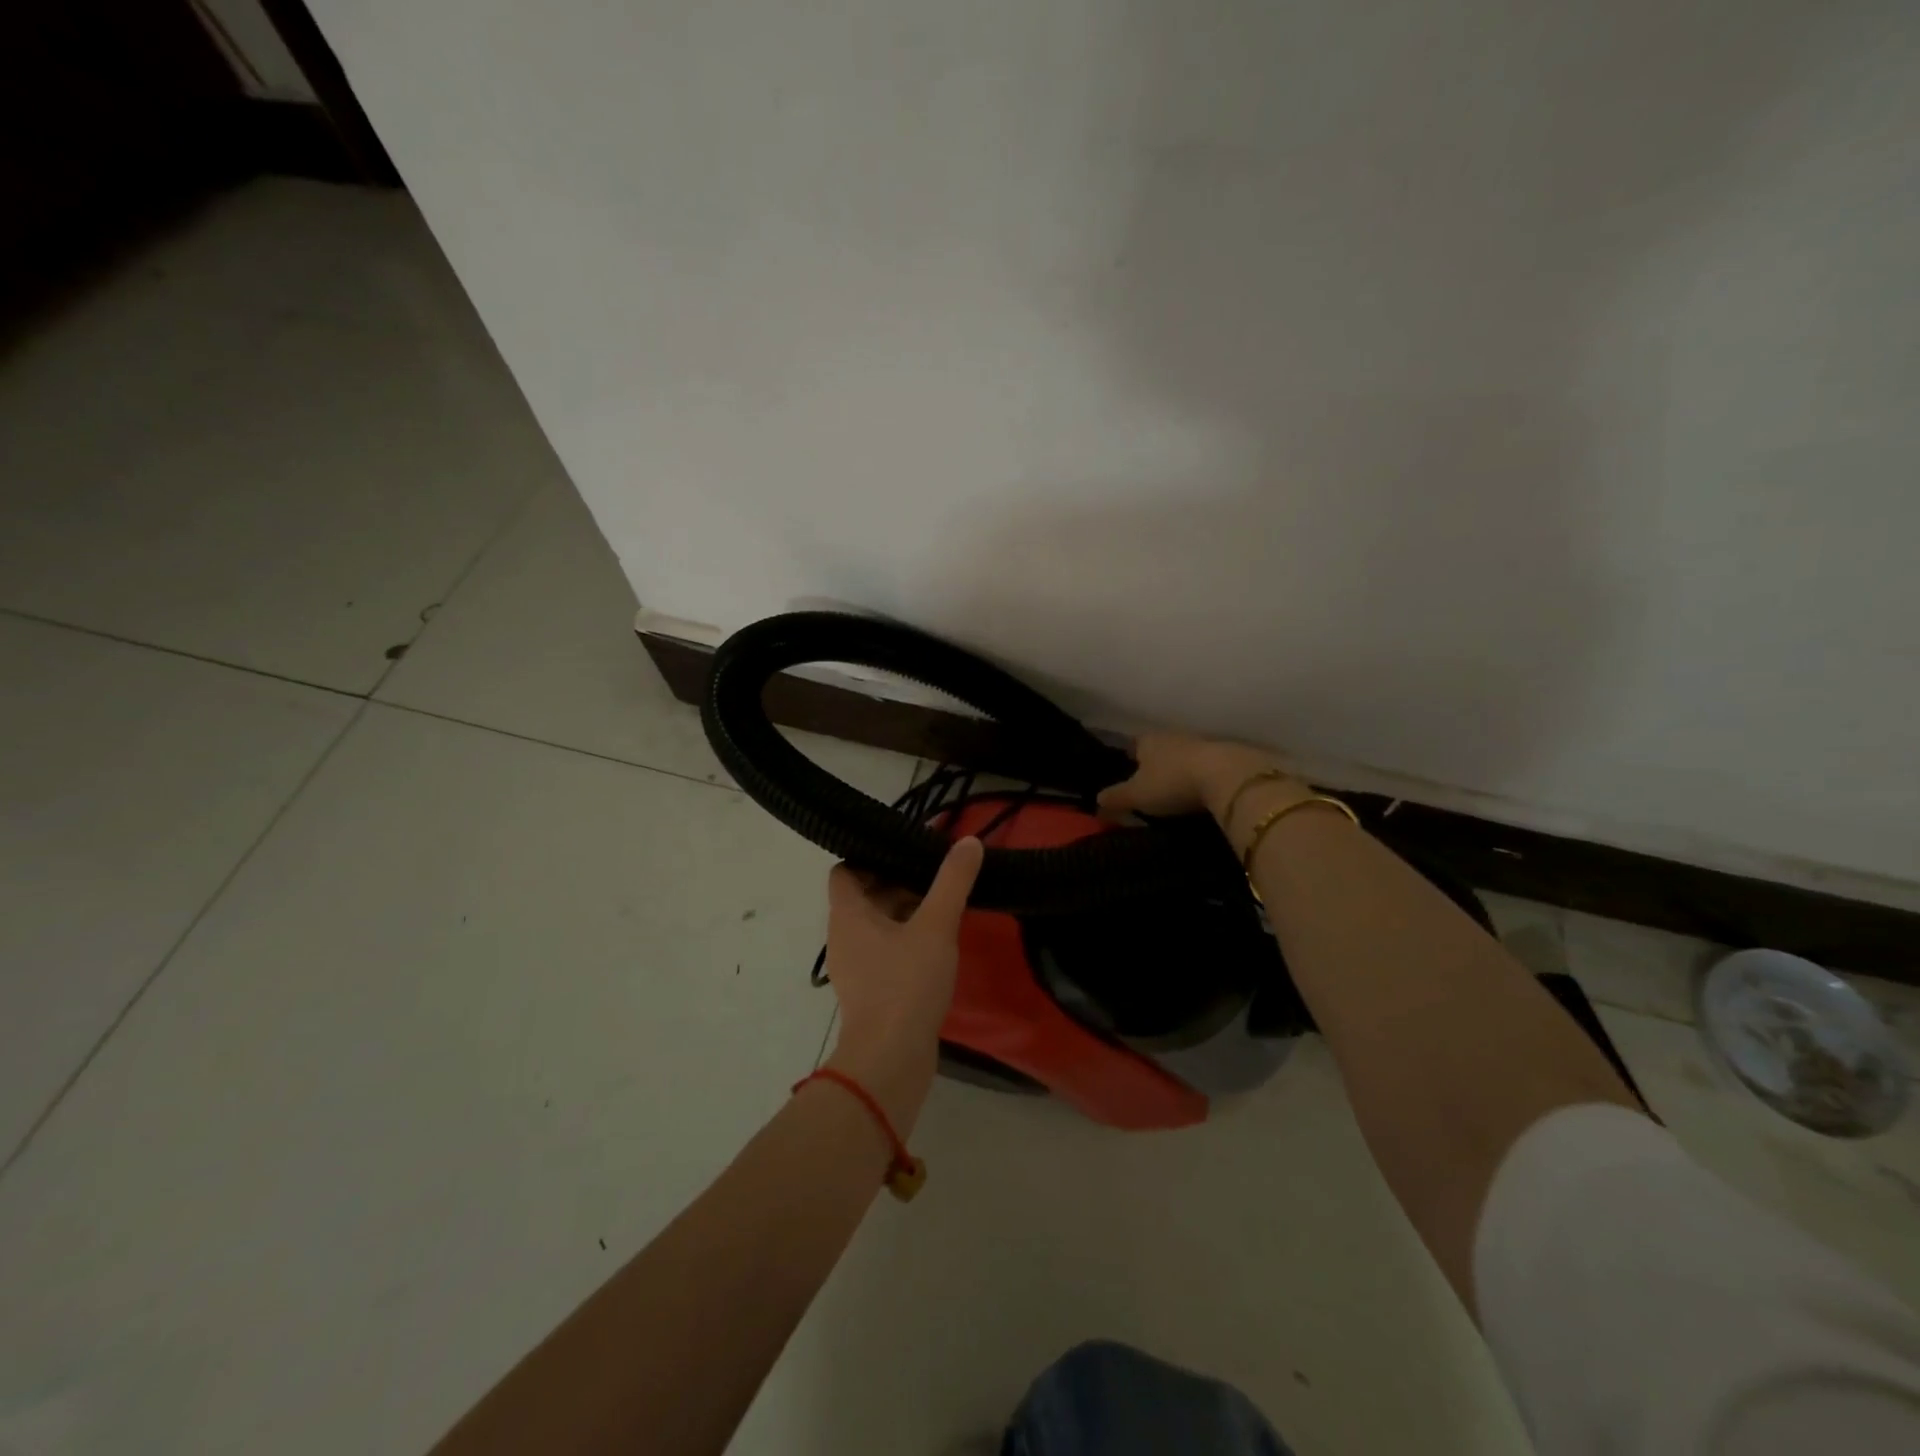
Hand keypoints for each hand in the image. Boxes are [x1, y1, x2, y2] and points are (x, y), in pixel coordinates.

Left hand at [821, 837, 983, 1132]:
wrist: (891, 1060)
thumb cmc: (906, 984)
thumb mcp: (936, 926)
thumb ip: (952, 881)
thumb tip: (968, 840)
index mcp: (847, 914)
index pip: (845, 870)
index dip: (871, 856)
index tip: (906, 851)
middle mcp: (843, 936)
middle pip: (864, 895)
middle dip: (897, 882)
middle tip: (935, 872)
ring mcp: (854, 966)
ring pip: (876, 924)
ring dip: (904, 911)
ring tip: (942, 903)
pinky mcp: (870, 990)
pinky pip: (884, 951)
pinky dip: (905, 939)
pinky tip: (937, 943)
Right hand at [1096, 732, 1302, 823]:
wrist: (1228, 776)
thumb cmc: (1172, 782)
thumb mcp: (1137, 795)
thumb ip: (1115, 798)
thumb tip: (1096, 802)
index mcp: (1148, 740)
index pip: (1133, 744)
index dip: (1130, 759)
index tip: (1129, 774)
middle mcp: (1173, 735)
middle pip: (1160, 749)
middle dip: (1156, 764)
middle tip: (1152, 787)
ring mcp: (1202, 743)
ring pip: (1184, 756)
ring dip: (1181, 770)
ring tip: (1177, 792)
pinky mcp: (1227, 756)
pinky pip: (1207, 766)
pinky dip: (1202, 777)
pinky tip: (1202, 792)